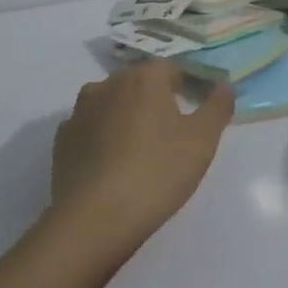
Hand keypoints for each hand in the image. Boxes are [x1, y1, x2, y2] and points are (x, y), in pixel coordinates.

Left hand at [50, 60, 233, 253]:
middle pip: (139, 83)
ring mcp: (80, 111)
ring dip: (125, 116)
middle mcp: (109, 84)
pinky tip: (110, 164)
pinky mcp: (62, 139)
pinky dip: (100, 138)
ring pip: (110, 103)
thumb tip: (225, 84)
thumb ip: (217, 107)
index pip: (172, 69)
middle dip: (155, 100)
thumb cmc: (157, 172)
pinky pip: (89, 129)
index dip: (187, 85)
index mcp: (144, 78)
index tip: (197, 108)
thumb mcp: (202, 141)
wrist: (95, 218)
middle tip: (171, 132)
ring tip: (138, 148)